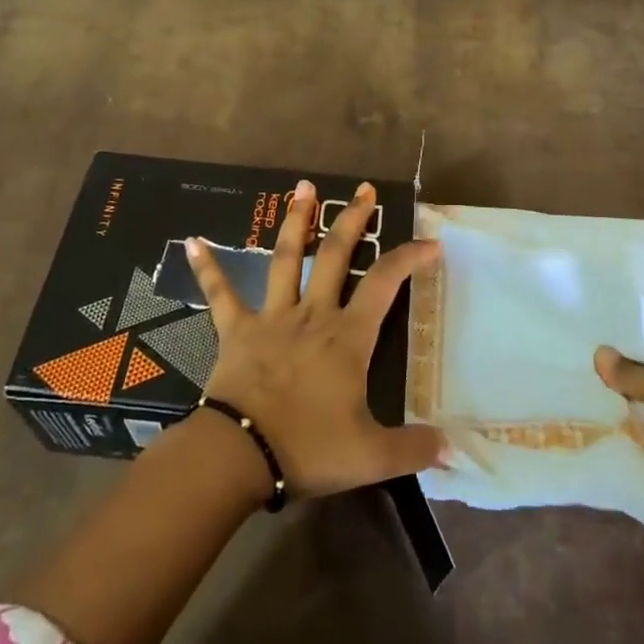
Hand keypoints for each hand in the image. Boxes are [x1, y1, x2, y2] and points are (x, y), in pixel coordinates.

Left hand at [186, 179, 443, 499]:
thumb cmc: (307, 447)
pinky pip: (220, 294)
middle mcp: (312, 314)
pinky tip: (191, 242)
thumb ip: (412, 449)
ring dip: (295, 220)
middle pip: (334, 254)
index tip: (429, 242)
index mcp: (346, 337)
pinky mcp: (236, 329)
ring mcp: (272, 317)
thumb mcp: (369, 456)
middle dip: (352, 219)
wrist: (240, 455)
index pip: (384, 283)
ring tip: (303, 187)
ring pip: (285, 258)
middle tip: (364, 189)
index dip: (408, 258)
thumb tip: (451, 450)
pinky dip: (207, 268)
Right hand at [594, 282, 643, 541]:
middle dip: (617, 330)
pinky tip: (578, 398)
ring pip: (638, 379)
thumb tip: (600, 354)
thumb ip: (631, 369)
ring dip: (611, 374)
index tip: (604, 274)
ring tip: (566, 351)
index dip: (643, 285)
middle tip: (572, 313)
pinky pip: (634, 414)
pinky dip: (613, 409)